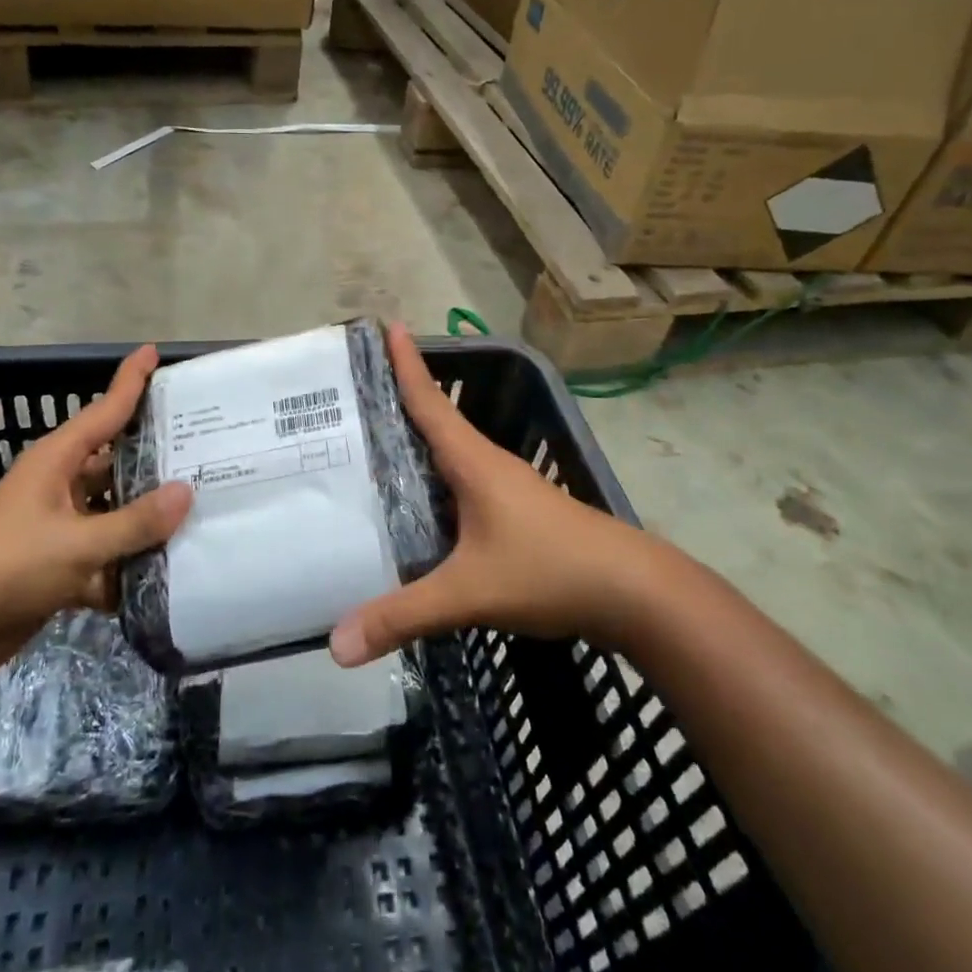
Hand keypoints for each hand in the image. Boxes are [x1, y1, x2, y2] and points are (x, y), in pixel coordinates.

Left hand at [0, 345, 191, 676]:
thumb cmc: (8, 566)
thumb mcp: (78, 543)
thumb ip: (135, 521)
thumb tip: (186, 492)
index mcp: (58, 461)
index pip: (105, 410)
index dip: (131, 380)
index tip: (155, 351)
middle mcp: (61, 485)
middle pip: (117, 462)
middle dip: (157, 457)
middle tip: (207, 448)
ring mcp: (60, 525)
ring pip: (115, 511)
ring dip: (148, 518)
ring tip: (203, 510)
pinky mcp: (59, 564)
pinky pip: (106, 554)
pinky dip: (130, 564)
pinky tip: (171, 572)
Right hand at [330, 324, 656, 665]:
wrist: (635, 593)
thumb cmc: (550, 571)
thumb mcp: (469, 593)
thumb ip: (403, 615)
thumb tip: (336, 646)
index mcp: (473, 462)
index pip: (429, 401)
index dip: (406, 364)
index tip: (388, 325)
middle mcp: (487, 465)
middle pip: (434, 421)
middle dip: (397, 401)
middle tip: (351, 393)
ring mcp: (506, 489)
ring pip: (449, 455)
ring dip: (416, 443)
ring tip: (370, 446)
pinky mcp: (516, 514)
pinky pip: (461, 485)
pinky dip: (434, 481)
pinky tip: (418, 506)